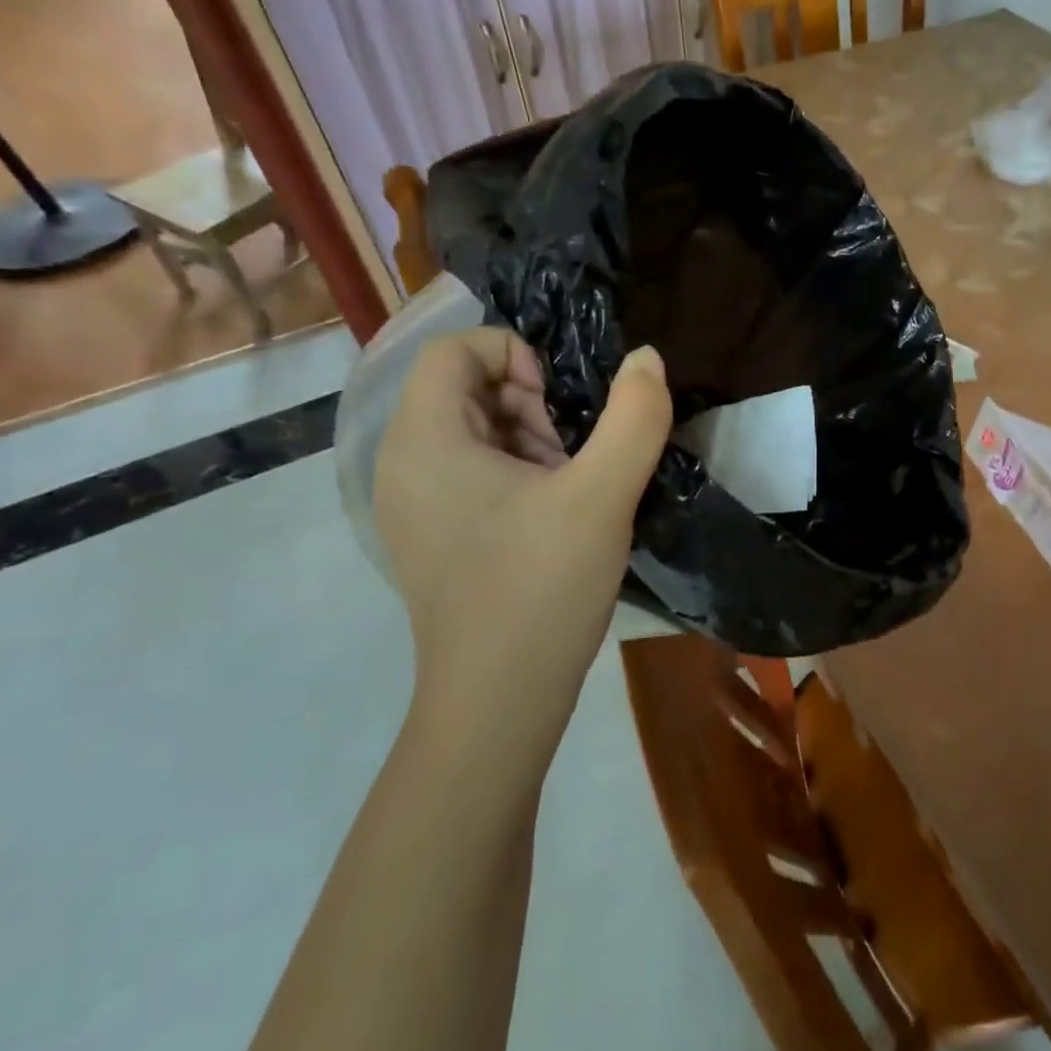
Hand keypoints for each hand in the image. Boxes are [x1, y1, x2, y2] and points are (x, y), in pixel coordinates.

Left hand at [374, 328, 670, 754]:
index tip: (558, 403)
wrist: (499, 701)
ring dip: (530, 438)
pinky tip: (555, 514)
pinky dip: (518, 472)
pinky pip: (473, 471)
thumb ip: (634, 417)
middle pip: (463, 387)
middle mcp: (403, 464)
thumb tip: (647, 358)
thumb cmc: (541, 587)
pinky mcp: (435, 534)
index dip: (514, 354)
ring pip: (473, 430)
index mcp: (424, 441)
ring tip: (569, 486)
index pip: (452, 349)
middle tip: (571, 453)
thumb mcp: (602, 495)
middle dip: (529, 402)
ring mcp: (415, 504)